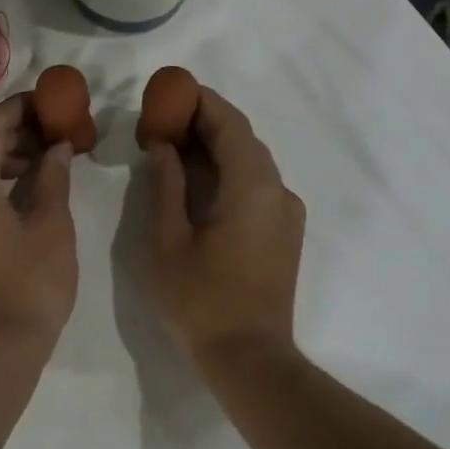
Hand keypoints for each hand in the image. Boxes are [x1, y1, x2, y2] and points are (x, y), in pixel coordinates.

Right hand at [144, 86, 305, 367]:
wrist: (250, 357)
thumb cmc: (201, 301)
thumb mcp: (169, 240)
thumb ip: (167, 185)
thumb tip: (163, 146)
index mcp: (252, 186)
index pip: (229, 124)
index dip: (200, 102)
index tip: (169, 91)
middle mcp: (278, 190)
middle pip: (243, 139)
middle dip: (204, 123)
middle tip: (162, 119)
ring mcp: (286, 212)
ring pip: (251, 162)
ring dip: (216, 147)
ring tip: (173, 146)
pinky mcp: (285, 232)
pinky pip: (257, 185)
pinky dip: (229, 172)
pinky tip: (199, 181)